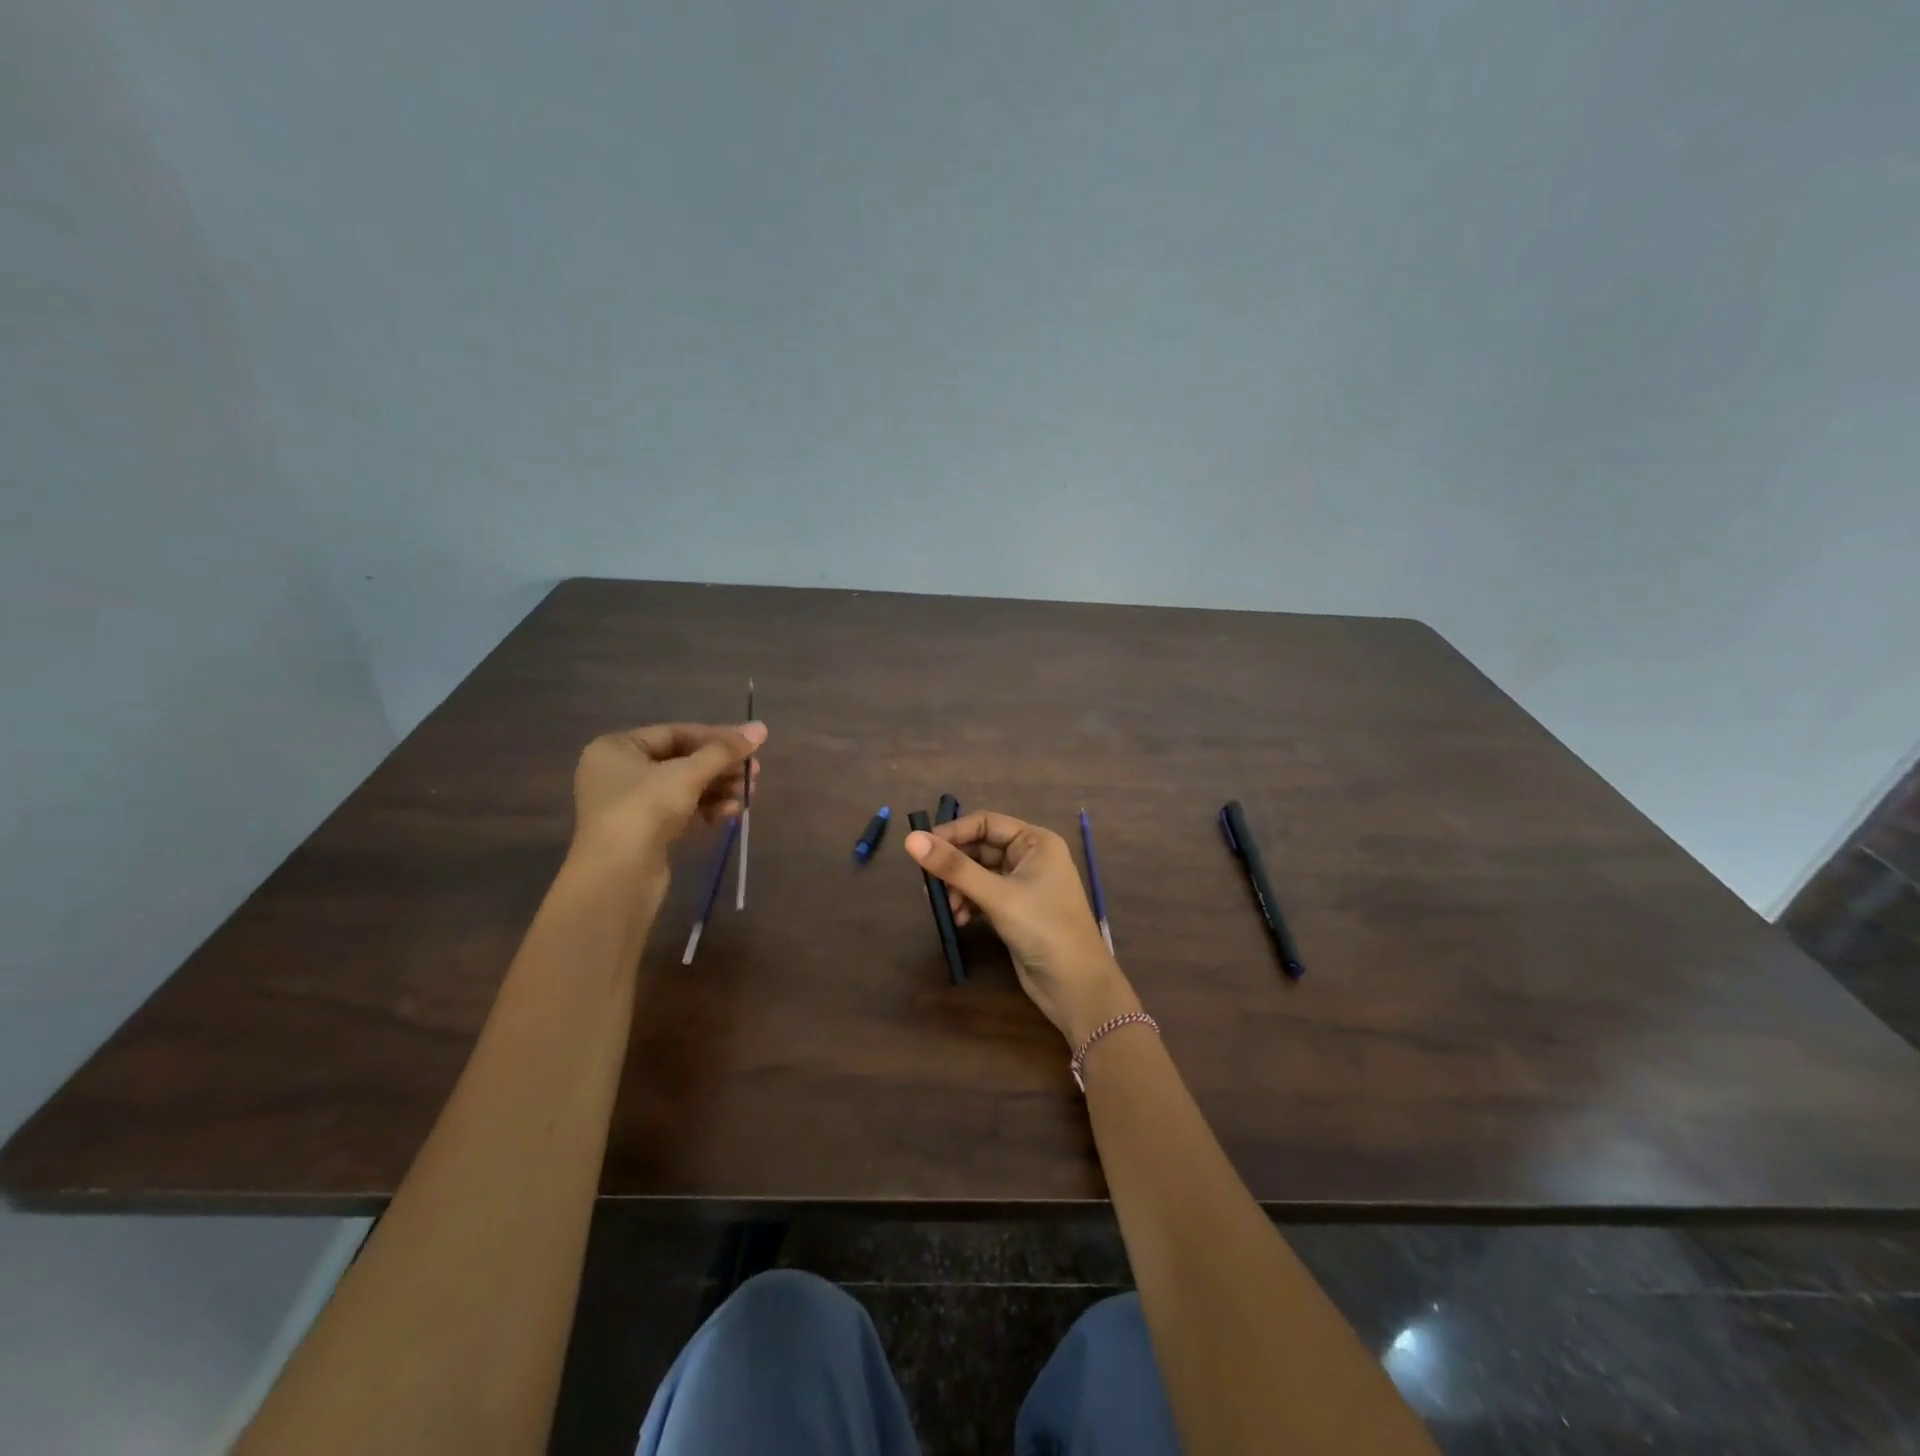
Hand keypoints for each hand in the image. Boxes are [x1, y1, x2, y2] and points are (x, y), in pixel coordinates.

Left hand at [570, 721, 765, 880]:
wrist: (618, 876)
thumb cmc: (645, 809)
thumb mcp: (688, 774)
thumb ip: (725, 750)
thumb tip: (761, 728)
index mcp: (617, 748)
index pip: (675, 733)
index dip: (716, 738)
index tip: (749, 745)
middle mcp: (619, 772)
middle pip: (681, 761)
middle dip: (720, 767)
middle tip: (754, 772)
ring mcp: (630, 806)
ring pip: (684, 789)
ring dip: (718, 789)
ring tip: (749, 793)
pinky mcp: (643, 833)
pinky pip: (680, 812)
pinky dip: (707, 810)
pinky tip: (732, 813)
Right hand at [904, 811, 1138, 1045]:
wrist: (1076, 985)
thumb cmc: (1043, 928)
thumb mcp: (997, 895)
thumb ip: (954, 867)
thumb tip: (910, 839)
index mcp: (1036, 841)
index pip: (986, 823)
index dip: (953, 832)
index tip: (921, 848)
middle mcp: (1031, 857)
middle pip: (980, 849)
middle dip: (955, 866)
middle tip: (928, 884)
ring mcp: (1024, 885)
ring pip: (979, 874)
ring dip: (959, 888)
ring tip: (947, 908)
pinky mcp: (1017, 910)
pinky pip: (984, 896)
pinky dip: (969, 904)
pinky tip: (959, 920)